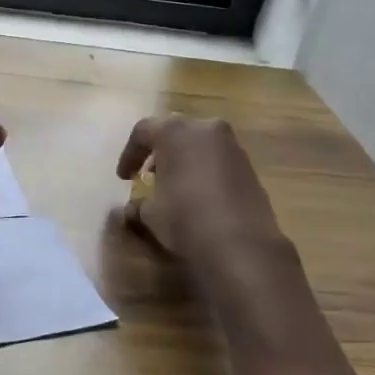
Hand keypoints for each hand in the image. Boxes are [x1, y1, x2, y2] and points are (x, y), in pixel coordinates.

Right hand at [116, 115, 284, 262]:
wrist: (241, 245)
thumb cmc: (185, 219)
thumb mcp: (150, 214)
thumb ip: (138, 204)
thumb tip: (133, 208)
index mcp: (175, 132)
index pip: (143, 131)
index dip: (129, 154)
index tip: (124, 177)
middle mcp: (206, 129)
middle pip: (175, 132)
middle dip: (159, 152)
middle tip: (149, 175)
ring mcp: (232, 146)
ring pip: (199, 144)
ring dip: (184, 160)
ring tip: (174, 186)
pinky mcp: (250, 166)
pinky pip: (218, 160)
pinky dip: (204, 170)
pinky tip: (199, 195)